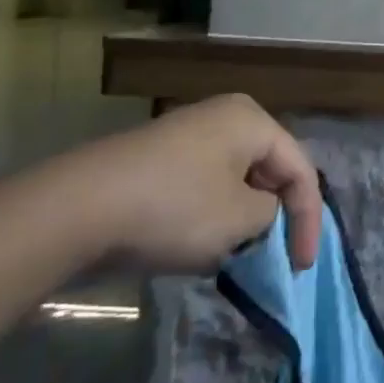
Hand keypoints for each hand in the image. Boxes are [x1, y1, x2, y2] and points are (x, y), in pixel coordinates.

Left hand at [39, 94, 322, 273]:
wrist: (74, 210)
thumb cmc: (174, 208)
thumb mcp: (240, 220)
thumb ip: (270, 215)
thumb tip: (260, 213)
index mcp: (252, 121)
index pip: (301, 171)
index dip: (309, 220)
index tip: (301, 265)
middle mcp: (223, 117)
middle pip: (269, 171)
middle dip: (275, 216)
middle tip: (274, 255)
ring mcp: (186, 135)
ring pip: (235, 180)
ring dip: (242, 218)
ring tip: (237, 255)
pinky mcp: (156, 159)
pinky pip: (202, 186)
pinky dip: (211, 215)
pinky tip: (197, 245)